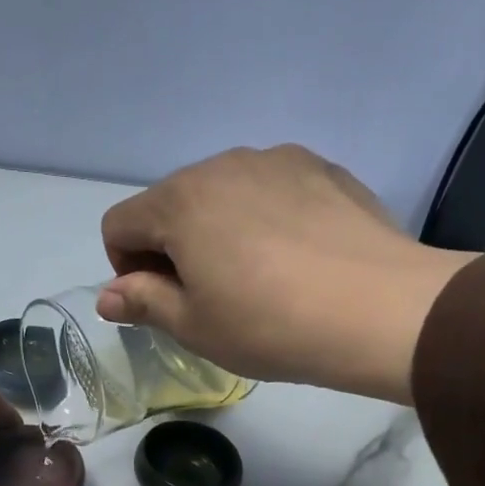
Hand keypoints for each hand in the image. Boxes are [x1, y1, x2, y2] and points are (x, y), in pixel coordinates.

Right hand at [97, 145, 479, 404]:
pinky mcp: (321, 167)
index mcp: (180, 201)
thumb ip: (142, 302)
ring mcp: (276, 159)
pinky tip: (294, 260)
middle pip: (170, 205)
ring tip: (256, 280)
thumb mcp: (193, 326)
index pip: (119, 224)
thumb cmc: (268, 324)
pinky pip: (269, 190)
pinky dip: (262, 220)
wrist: (377, 309)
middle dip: (171, 249)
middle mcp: (222, 164)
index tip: (160, 304)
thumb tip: (107, 295)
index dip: (125, 270)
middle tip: (207, 299)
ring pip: (221, 195)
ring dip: (216, 232)